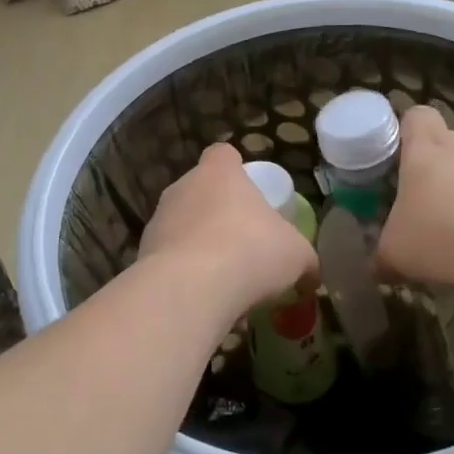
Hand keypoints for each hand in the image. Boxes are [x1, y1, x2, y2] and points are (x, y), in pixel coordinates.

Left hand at [139, 142, 318, 316]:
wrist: (189, 288)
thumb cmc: (250, 252)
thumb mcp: (296, 255)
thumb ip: (303, 259)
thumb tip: (311, 274)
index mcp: (218, 173)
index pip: (223, 154)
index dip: (236, 168)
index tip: (249, 191)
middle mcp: (182, 188)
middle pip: (201, 191)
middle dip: (219, 214)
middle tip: (243, 243)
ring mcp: (158, 220)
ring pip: (182, 227)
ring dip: (200, 246)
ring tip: (224, 280)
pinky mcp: (143, 254)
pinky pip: (169, 260)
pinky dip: (184, 275)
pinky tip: (203, 300)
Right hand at [376, 104, 453, 293]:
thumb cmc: (444, 234)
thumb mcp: (397, 252)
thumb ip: (383, 255)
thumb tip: (376, 268)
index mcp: (426, 148)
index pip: (416, 116)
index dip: (406, 132)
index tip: (399, 159)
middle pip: (450, 145)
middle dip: (439, 173)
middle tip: (428, 209)